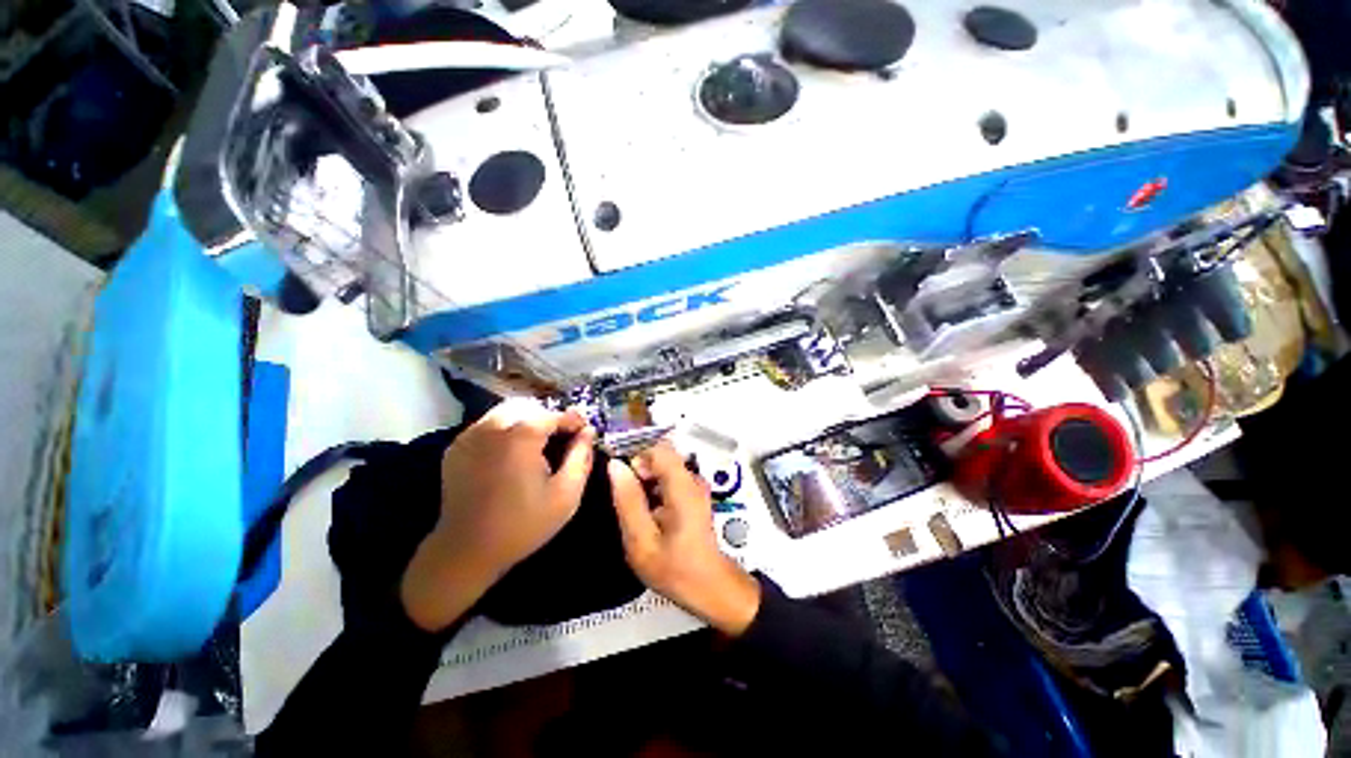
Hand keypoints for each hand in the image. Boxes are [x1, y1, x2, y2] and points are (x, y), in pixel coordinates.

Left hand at [401, 399, 595, 631]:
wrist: (465, 551)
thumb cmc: (522, 524)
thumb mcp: (566, 494)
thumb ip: (581, 457)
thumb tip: (588, 432)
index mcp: (521, 435)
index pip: (555, 414)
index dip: (574, 420)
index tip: (585, 430)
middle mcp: (493, 426)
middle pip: (529, 406)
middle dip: (549, 417)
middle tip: (561, 437)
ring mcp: (470, 435)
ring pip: (506, 411)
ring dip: (527, 420)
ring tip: (538, 443)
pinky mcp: (457, 447)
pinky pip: (488, 425)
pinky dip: (505, 429)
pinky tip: (512, 452)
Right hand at [609, 443, 760, 635]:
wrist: (709, 587)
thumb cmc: (676, 569)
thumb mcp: (642, 541)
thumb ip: (628, 501)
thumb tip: (615, 466)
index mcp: (683, 487)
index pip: (659, 448)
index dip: (636, 456)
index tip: (621, 478)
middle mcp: (693, 479)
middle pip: (661, 456)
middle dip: (639, 470)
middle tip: (626, 499)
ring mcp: (696, 486)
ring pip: (664, 467)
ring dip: (646, 481)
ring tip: (636, 510)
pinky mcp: (694, 494)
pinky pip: (670, 478)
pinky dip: (655, 489)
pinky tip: (648, 513)